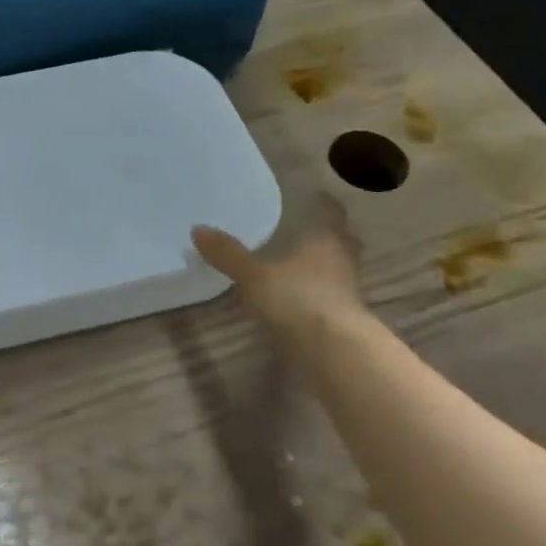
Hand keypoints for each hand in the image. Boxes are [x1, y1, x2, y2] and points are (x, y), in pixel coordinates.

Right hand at [191, 196, 368, 338]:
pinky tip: (304, 296)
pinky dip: (321, 292)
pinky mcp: (344, 318)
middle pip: (343, 241)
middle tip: (313, 229)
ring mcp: (347, 291)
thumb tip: (197, 229)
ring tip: (305, 263)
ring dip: (328, 264)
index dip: (325, 204)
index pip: (331, 213)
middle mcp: (342, 260)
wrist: (331, 348)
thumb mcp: (253, 275)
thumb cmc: (295, 298)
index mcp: (324, 240)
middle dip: (330, 235)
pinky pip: (333, 295)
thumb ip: (228, 254)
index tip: (319, 197)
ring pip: (340, 269)